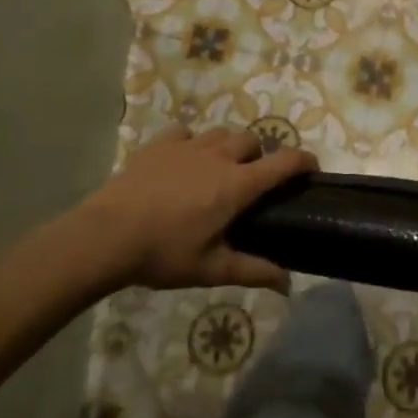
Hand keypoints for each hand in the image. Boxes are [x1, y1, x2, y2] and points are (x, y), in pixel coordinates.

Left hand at [74, 126, 315, 293]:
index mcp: (237, 185)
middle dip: (259, 156)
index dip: (304, 161)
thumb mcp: (211, 268)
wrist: (106, 235)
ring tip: (218, 170)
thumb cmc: (163, 253)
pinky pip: (186, 133)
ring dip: (228, 148)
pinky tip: (184, 162)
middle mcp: (219, 157)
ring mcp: (188, 146)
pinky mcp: (160, 144)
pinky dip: (192, 143)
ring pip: (221, 133)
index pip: (283, 162)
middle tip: (251, 182)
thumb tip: (288, 284)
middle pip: (253, 141)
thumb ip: (253, 271)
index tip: (312, 168)